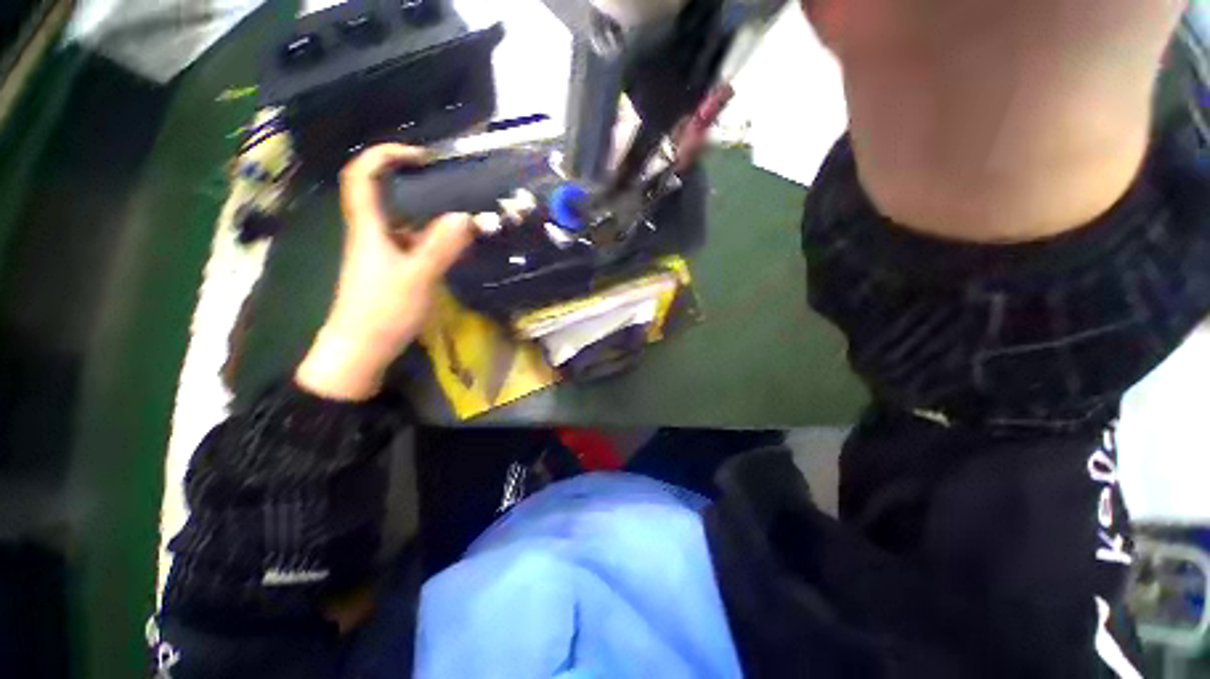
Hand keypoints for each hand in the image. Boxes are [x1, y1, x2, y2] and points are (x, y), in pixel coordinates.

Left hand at [296, 144, 475, 400]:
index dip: (386, 155)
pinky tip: (454, 248)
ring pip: (403, 221)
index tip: (422, 157)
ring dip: (430, 214)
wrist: (360, 349)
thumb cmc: (382, 311)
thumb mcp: (417, 277)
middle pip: (386, 194)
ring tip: (463, 217)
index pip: (363, 175)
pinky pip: (413, 243)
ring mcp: (381, 252)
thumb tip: (466, 217)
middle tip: (453, 186)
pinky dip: (433, 239)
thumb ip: (441, 247)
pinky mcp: (392, 269)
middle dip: (417, 183)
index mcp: (368, 227)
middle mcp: (372, 233)